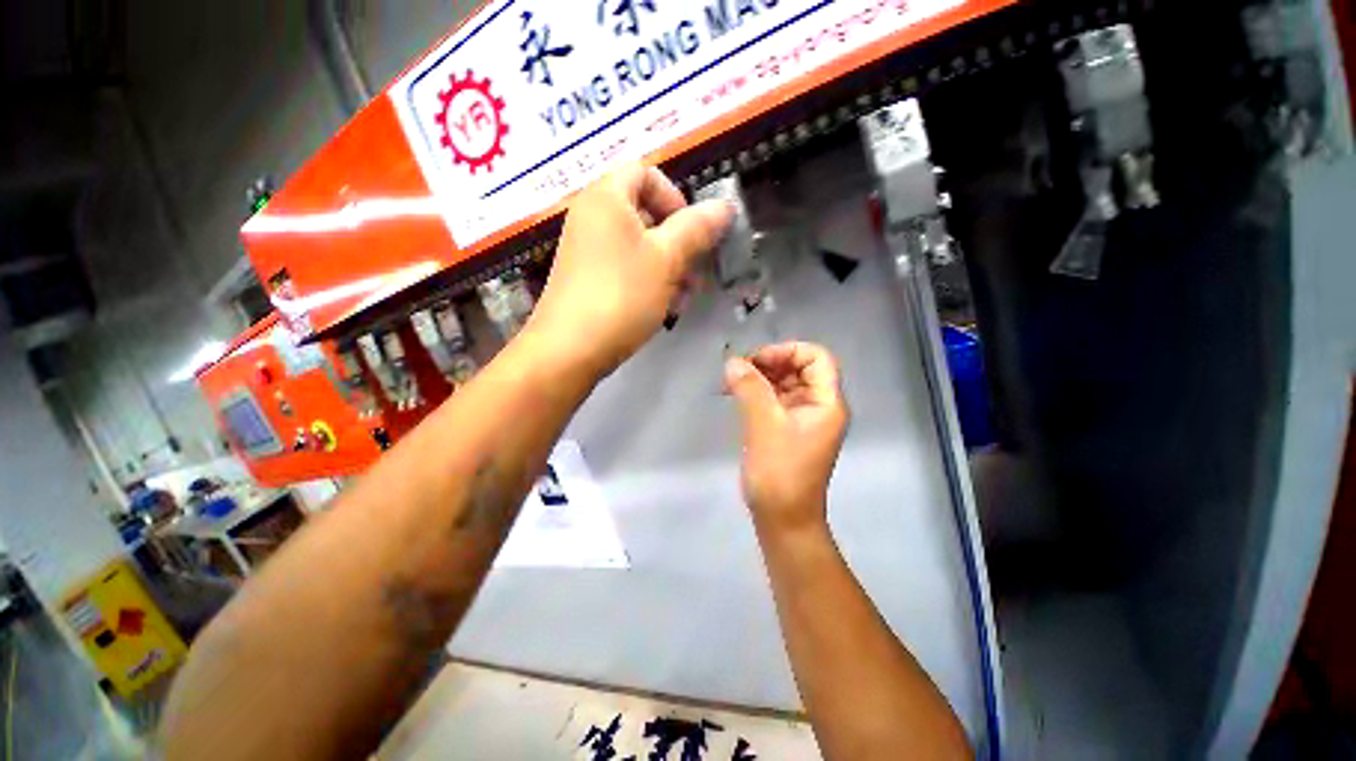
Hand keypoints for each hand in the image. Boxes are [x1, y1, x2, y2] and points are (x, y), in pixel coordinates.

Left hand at [528, 163, 732, 379]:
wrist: (570, 351)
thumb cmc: (621, 296)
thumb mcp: (666, 260)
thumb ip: (697, 229)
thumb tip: (725, 206)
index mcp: (606, 198)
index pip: (645, 172)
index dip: (674, 196)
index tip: (691, 231)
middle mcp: (592, 218)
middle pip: (645, 213)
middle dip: (678, 242)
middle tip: (695, 272)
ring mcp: (588, 252)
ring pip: (640, 247)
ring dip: (669, 267)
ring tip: (684, 298)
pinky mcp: (589, 281)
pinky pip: (626, 269)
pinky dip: (650, 282)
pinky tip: (665, 308)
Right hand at [725, 343, 849, 535]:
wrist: (783, 520)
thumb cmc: (779, 474)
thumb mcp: (763, 426)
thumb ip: (750, 389)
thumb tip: (733, 362)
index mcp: (827, 403)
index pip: (817, 357)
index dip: (787, 351)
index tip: (756, 361)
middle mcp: (820, 406)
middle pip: (800, 368)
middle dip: (770, 363)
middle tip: (739, 371)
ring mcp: (804, 419)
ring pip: (786, 384)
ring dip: (760, 378)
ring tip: (732, 382)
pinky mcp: (789, 430)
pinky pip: (776, 400)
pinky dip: (758, 394)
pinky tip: (738, 396)